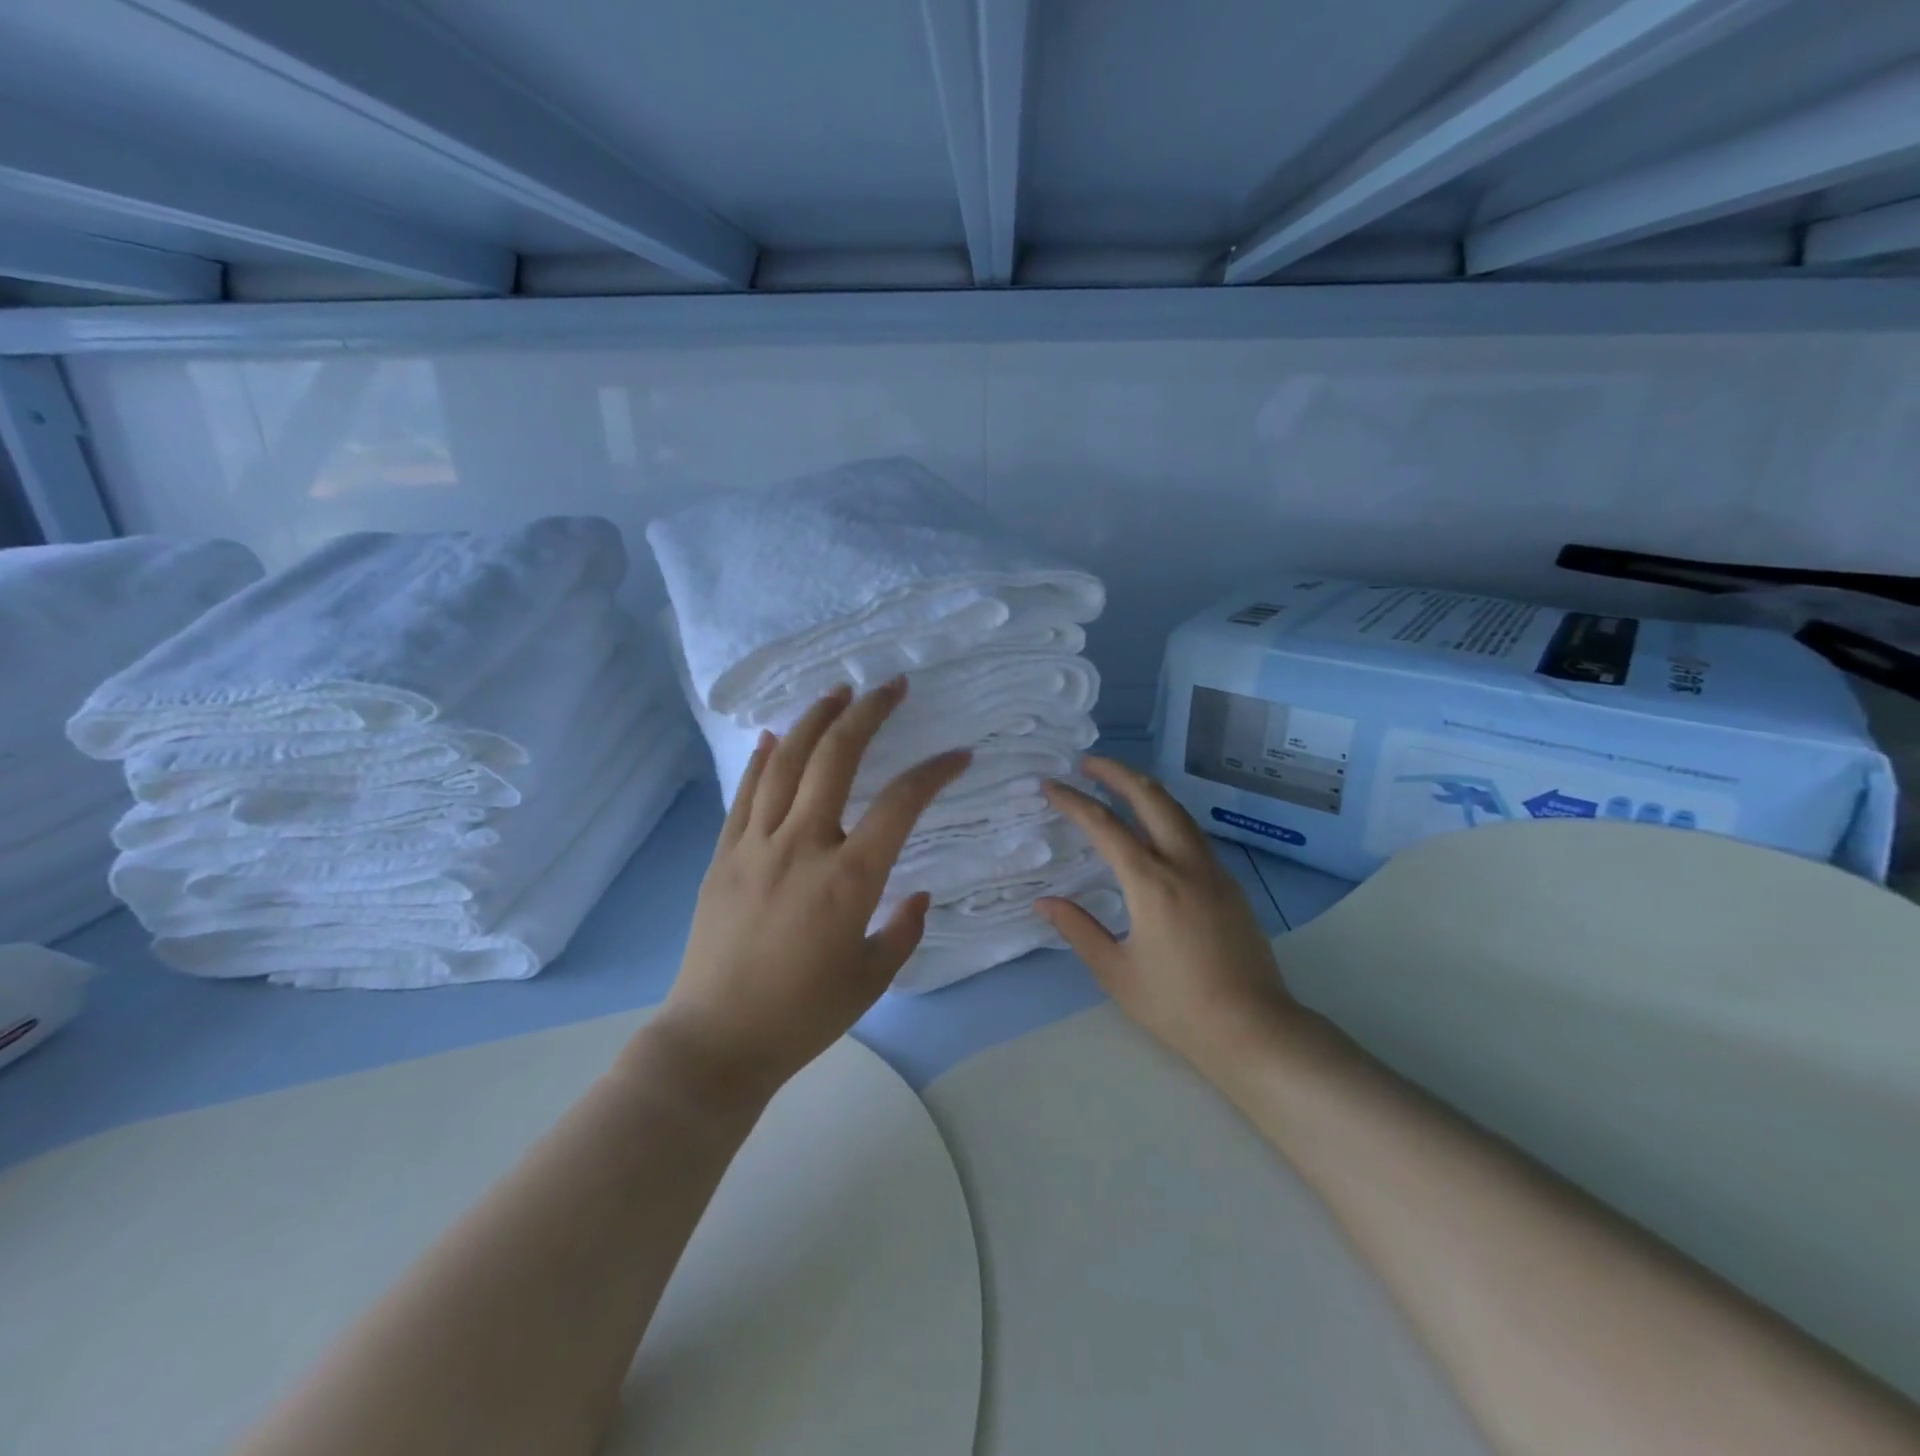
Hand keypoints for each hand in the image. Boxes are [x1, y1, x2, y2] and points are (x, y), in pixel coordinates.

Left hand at [653, 679, 969, 1099]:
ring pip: (784, 762)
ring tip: (837, 692)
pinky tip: (771, 736)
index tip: (958, 755)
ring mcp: (755, 845)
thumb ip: (903, 929)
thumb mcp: (872, 979)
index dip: (934, 772)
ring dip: (813, 719)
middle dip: (868, 713)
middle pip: (836, 758)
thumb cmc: (802, 1016)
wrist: (715, 1041)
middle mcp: (802, 846)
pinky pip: (744, 794)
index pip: (901, 804)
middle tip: (891, 687)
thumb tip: (916, 894)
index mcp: (848, 880)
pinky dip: (761, 759)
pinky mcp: (723, 855)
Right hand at [1037, 756, 1299, 1067]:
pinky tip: (1154, 829)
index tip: (1051, 785)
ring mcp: (1213, 871)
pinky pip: (1193, 835)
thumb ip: (1078, 930)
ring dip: (1146, 790)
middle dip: (1118, 773)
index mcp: (1151, 884)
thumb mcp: (1116, 972)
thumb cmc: (1177, 1006)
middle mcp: (1184, 865)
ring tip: (1119, 784)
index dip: (1074, 802)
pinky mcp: (1230, 884)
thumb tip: (1044, 902)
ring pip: (1178, 812)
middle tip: (1088, 763)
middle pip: (1152, 798)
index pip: (1105, 827)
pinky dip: (1167, 816)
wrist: (1253, 1029)